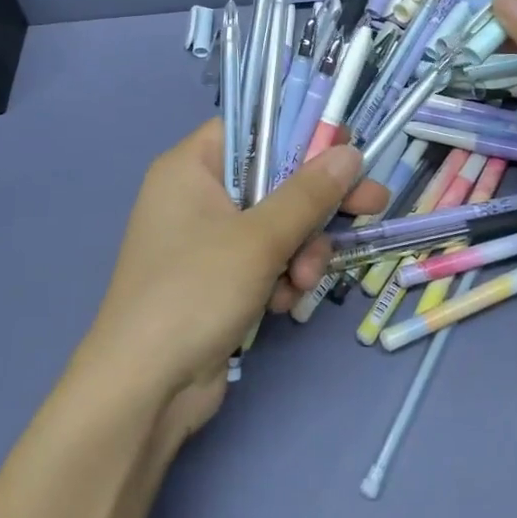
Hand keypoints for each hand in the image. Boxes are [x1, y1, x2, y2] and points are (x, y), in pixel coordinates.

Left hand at [76, 121, 387, 440]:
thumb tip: (350, 154)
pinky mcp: (217, 280)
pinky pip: (264, 260)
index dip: (301, 134)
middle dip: (316, 204)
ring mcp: (206, 241)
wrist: (144, 389)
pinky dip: (281, 276)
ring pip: (275, 224)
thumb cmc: (195, 291)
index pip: (252, 128)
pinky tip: (284, 302)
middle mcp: (196, 196)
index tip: (346, 149)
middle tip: (372, 205)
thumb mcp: (259, 238)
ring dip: (301, 249)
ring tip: (303, 280)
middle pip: (272, 179)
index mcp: (190, 167)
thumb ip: (308, 194)